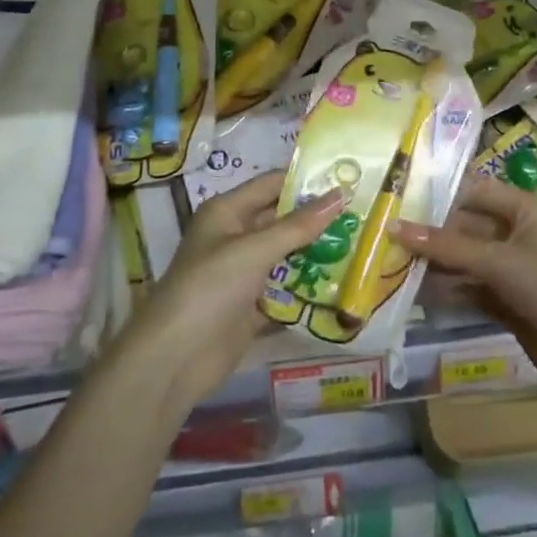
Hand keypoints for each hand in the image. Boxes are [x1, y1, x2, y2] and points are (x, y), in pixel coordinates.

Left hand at [128, 172, 346, 409]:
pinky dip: (308, 286)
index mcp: (227, 212)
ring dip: (317, 252)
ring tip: (360, 244)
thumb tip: (341, 194)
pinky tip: (342, 283)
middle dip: (318, 218)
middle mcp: (235, 237)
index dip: (306, 180)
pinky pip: (285, 289)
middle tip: (362, 213)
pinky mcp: (252, 306)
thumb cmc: (210, 288)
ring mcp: (243, 273)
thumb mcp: (254, 250)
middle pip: (282, 220)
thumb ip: (299, 225)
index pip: (272, 185)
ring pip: (287, 255)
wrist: (174, 358)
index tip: (348, 178)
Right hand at [397, 177, 536, 398]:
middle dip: (430, 233)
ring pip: (463, 258)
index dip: (439, 194)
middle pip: (465, 226)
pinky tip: (414, 290)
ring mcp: (509, 268)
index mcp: (523, 208)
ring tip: (390, 262)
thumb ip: (445, 246)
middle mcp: (515, 232)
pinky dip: (446, 289)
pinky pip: (468, 287)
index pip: (473, 191)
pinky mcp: (504, 299)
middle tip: (385, 234)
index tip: (398, 197)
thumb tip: (394, 228)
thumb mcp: (497, 259)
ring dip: (434, 263)